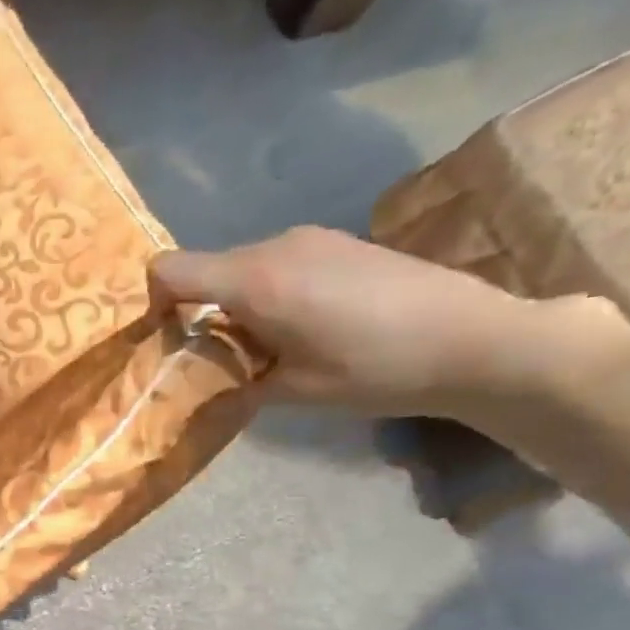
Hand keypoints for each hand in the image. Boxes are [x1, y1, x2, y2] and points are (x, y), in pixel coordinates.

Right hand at [151, 227, 629, 418]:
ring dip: (236, 305)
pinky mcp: (336, 242)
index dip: (153, 301)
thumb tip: (208, 378)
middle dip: (199, 312)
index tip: (166, 339)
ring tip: (269, 348)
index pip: (171, 270)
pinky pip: (275, 263)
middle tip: (220, 359)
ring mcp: (309, 239)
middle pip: (206, 270)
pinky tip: (305, 327)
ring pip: (241, 268)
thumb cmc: (376, 369)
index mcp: (256, 281)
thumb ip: (236, 379)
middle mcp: (275, 246)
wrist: (476, 340)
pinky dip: (268, 294)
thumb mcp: (293, 391)